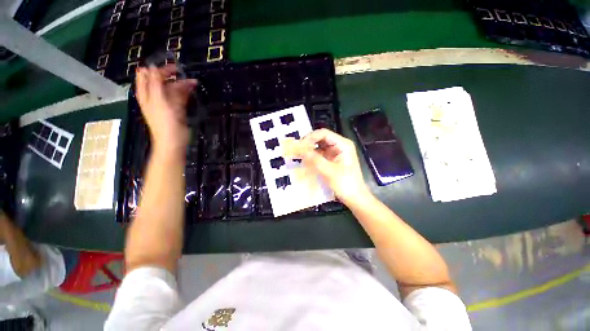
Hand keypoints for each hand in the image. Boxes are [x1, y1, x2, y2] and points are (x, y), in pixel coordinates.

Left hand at [135, 65, 196, 152]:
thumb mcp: (158, 101)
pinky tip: (192, 90)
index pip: (148, 75)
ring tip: (194, 82)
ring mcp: (166, 103)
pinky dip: (185, 93)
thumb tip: (152, 67)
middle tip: (184, 74)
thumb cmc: (164, 122)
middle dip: (173, 76)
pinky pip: (180, 98)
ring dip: (182, 85)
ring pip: (173, 89)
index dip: (158, 69)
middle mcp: (155, 96)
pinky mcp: (176, 110)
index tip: (172, 68)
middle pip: (162, 81)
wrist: (173, 141)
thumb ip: (155, 83)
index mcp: (146, 93)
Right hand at [285, 129, 369, 204]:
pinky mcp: (332, 159)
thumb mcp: (329, 171)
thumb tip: (300, 149)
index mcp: (343, 144)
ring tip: (298, 155)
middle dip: (309, 143)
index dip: (310, 138)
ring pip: (319, 146)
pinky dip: (312, 156)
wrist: (355, 197)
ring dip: (309, 149)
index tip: (299, 146)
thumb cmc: (345, 184)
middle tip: (297, 150)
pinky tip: (305, 160)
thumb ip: (314, 159)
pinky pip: (320, 154)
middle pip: (321, 138)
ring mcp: (336, 152)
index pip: (324, 134)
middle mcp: (339, 145)